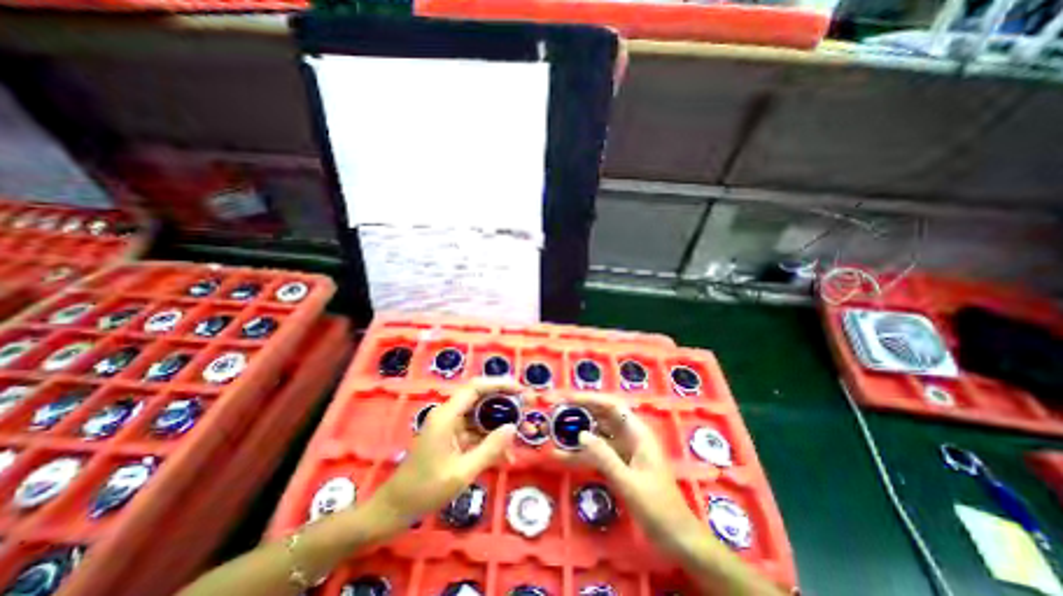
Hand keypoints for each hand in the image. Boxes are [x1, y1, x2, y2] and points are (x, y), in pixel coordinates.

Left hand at [370, 380, 519, 528]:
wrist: (394, 509)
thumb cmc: (425, 490)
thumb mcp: (462, 473)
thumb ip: (489, 449)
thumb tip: (513, 428)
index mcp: (447, 415)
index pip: (476, 387)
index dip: (500, 384)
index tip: (520, 390)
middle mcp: (448, 414)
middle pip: (480, 397)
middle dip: (505, 401)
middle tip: (527, 407)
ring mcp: (449, 426)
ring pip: (480, 415)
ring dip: (500, 423)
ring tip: (522, 432)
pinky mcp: (451, 437)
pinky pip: (474, 431)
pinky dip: (490, 439)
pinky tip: (505, 455)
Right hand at [552, 395, 703, 553]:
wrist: (677, 539)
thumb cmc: (658, 508)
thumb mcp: (629, 483)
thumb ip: (605, 457)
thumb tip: (581, 434)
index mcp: (638, 433)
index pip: (611, 406)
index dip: (589, 399)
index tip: (567, 399)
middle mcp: (630, 436)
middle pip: (602, 416)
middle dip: (579, 411)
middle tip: (555, 409)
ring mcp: (624, 450)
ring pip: (597, 433)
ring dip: (577, 431)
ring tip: (554, 428)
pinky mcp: (619, 464)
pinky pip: (597, 452)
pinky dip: (581, 452)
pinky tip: (563, 455)